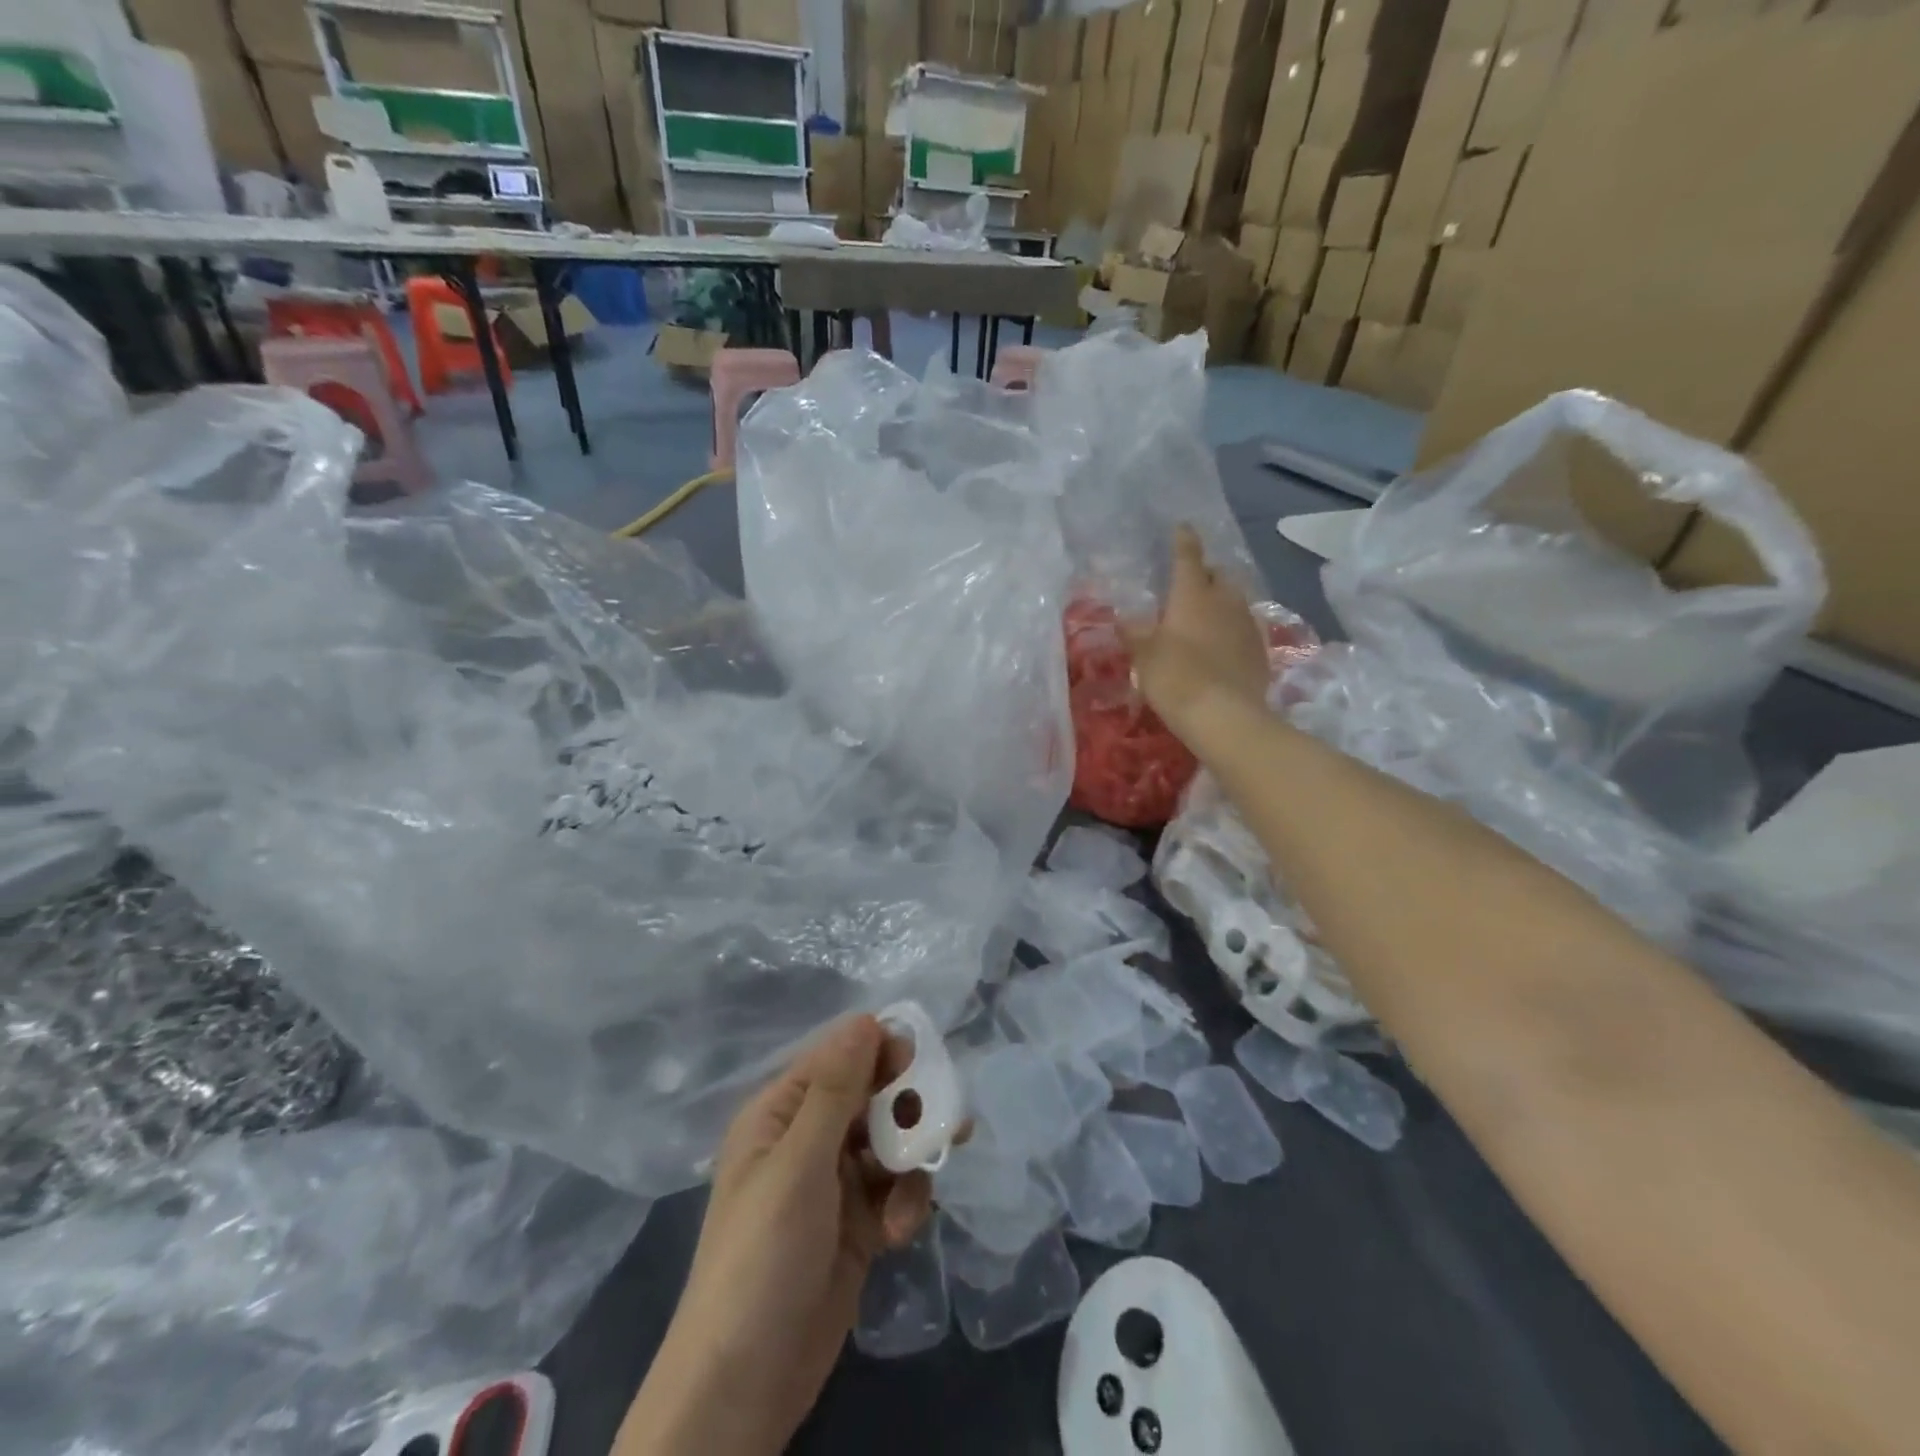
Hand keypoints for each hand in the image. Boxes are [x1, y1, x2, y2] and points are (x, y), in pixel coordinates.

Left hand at [615, 1015, 930, 1455]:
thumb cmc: (763, 1255)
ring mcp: (833, 1186)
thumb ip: (836, 1090)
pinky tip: (900, 1232)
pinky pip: (893, 1192)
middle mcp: (807, 1141)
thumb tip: (867, 1018)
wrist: (744, 1385)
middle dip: (907, 1108)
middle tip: (946, 1119)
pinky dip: (904, 1204)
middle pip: (870, 1099)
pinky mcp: (857, 1227)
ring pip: (889, 1145)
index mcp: (781, 1114)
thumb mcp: (799, 1164)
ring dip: (911, 1160)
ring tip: (927, 1179)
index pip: (838, 1059)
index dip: (880, 1052)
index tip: (923, 1058)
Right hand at [1123, 524, 1272, 735]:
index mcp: (1193, 594)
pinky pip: (1244, 628)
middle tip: (1190, 584)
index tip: (1182, 528)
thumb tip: (1125, 619)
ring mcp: (1247, 625)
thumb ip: (1135, 634)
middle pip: (1219, 576)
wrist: (1224, 716)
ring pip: (1235, 601)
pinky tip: (1221, 645)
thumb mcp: (1144, 656)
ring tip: (1205, 615)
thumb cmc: (1176, 677)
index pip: (1187, 558)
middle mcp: (1225, 601)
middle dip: (1206, 575)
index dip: (1183, 541)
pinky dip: (1231, 629)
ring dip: (1221, 603)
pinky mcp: (1260, 650)